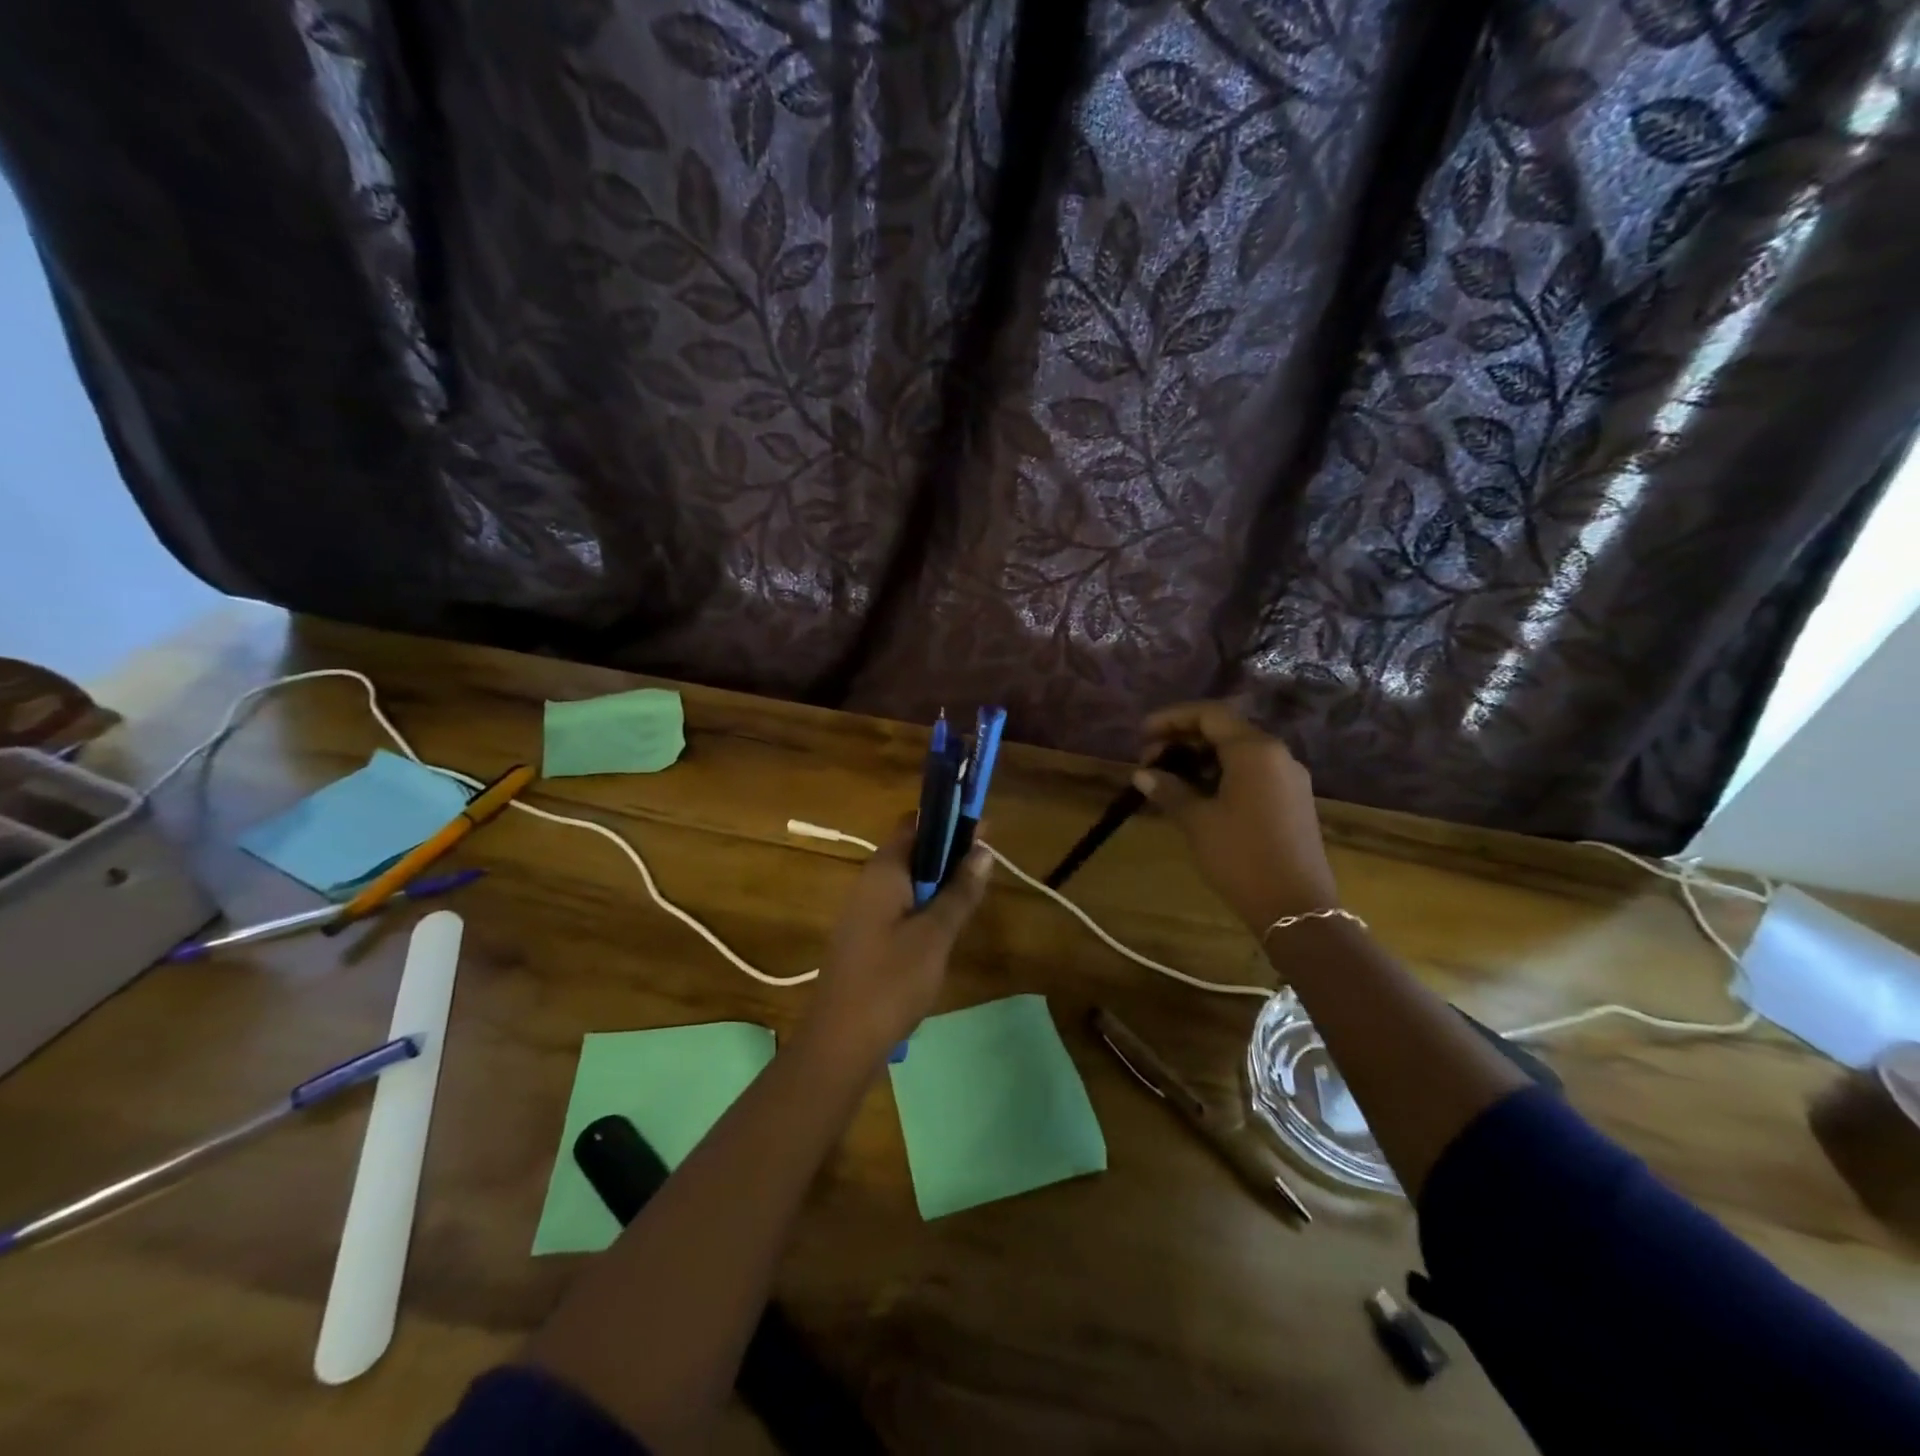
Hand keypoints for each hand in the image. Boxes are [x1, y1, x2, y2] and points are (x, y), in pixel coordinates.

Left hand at [798, 816, 992, 1069]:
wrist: (840, 1042)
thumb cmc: (891, 981)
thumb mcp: (935, 935)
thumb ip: (959, 891)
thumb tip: (983, 849)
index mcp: (883, 871)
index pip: (914, 824)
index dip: (948, 820)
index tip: (983, 829)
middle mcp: (869, 882)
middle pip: (912, 851)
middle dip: (949, 852)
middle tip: (986, 865)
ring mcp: (864, 911)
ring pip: (908, 881)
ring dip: (939, 881)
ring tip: (974, 894)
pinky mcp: (866, 938)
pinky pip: (900, 906)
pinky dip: (926, 906)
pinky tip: (946, 927)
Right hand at [1135, 701, 1338, 931]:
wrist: (1296, 907)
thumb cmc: (1241, 856)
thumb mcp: (1197, 821)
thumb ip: (1169, 790)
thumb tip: (1142, 774)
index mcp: (1255, 750)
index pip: (1210, 714)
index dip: (1172, 718)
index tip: (1142, 734)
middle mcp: (1276, 754)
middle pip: (1225, 729)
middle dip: (1183, 739)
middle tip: (1149, 760)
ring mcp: (1289, 777)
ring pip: (1238, 752)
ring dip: (1201, 758)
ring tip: (1168, 779)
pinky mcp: (1292, 800)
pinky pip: (1252, 772)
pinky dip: (1221, 773)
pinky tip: (1198, 795)